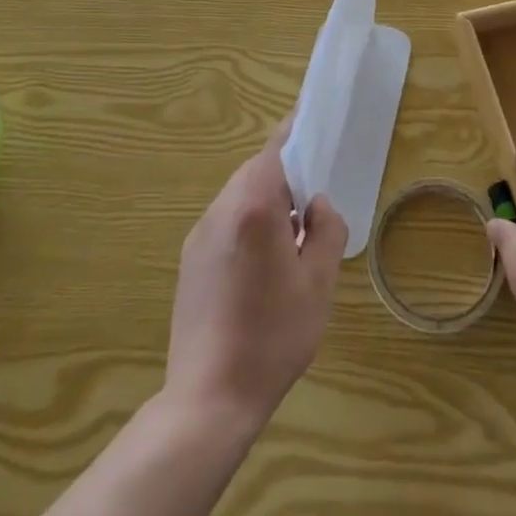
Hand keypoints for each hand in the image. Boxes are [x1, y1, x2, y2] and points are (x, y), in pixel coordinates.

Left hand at [165, 121, 347, 432]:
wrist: (209, 398)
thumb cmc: (273, 335)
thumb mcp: (318, 283)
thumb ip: (326, 230)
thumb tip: (318, 205)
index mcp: (253, 206)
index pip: (275, 148)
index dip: (295, 129)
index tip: (312, 117)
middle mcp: (220, 210)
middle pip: (256, 171)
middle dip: (286, 175)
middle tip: (315, 199)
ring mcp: (199, 235)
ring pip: (239, 197)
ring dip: (267, 201)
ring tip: (293, 237)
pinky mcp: (189, 260)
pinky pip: (226, 223)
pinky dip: (248, 223)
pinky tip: (263, 264)